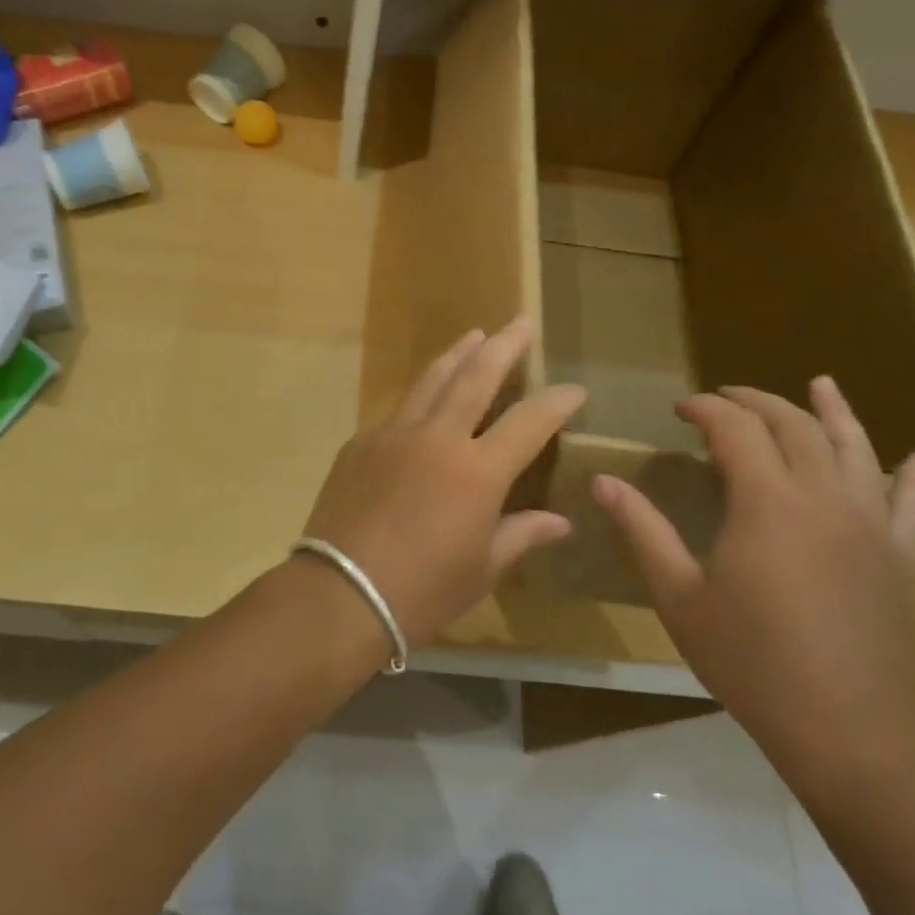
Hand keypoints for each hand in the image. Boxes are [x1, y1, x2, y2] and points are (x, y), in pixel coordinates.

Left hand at [301, 318, 584, 643]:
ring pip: (431, 380)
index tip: (574, 389)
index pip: (529, 422)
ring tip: (474, 335)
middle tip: (521, 322)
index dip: (556, 402)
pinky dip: (421, 396)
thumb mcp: (482, 569)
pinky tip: (426, 398)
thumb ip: (521, 535)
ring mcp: (393, 434)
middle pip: (476, 376)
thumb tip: (560, 522)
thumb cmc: (422, 590)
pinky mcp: (360, 442)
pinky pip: (399, 409)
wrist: (340, 592)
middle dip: (503, 346)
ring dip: (456, 354)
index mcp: (477, 471)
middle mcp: (437, 438)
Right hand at [593, 378, 914, 785]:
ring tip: (820, 384)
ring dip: (833, 412)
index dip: (706, 409)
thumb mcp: (678, 594)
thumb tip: (603, 481)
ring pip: (854, 448)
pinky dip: (912, 474)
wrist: (848, 729)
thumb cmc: (751, 660)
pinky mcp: (898, 557)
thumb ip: (641, 530)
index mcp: (767, 502)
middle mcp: (823, 498)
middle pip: (794, 426)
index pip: (735, 429)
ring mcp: (869, 525)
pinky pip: (910, 503)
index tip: (680, 409)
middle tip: (723, 398)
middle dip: (755, 402)